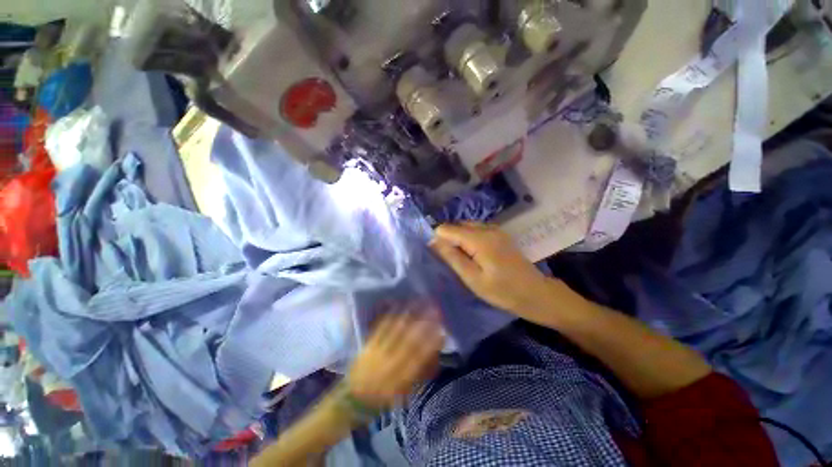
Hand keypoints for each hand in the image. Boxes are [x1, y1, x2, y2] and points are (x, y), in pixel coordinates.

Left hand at [346, 308, 443, 408]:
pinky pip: (381, 328)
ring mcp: (378, 352)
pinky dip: (391, 316)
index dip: (432, 344)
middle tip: (435, 311)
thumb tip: (435, 357)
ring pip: (396, 330)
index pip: (419, 358)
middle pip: (410, 340)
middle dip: (424, 324)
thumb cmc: (382, 399)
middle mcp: (390, 364)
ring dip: (410, 315)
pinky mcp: (368, 345)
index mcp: (400, 380)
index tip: (442, 331)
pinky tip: (398, 305)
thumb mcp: (404, 393)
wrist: (352, 399)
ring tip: (420, 303)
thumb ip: (420, 375)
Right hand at [430, 223, 557, 317]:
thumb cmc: (502, 291)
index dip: (439, 240)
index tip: (440, 257)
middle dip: (449, 239)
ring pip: (466, 226)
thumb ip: (452, 257)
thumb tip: (433, 241)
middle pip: (457, 225)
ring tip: (461, 259)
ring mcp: (495, 229)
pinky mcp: (500, 234)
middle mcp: (487, 228)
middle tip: (451, 260)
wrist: (536, 293)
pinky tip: (473, 255)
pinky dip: (469, 238)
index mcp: (479, 239)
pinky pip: (477, 229)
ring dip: (459, 239)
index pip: (447, 229)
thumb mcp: (473, 278)